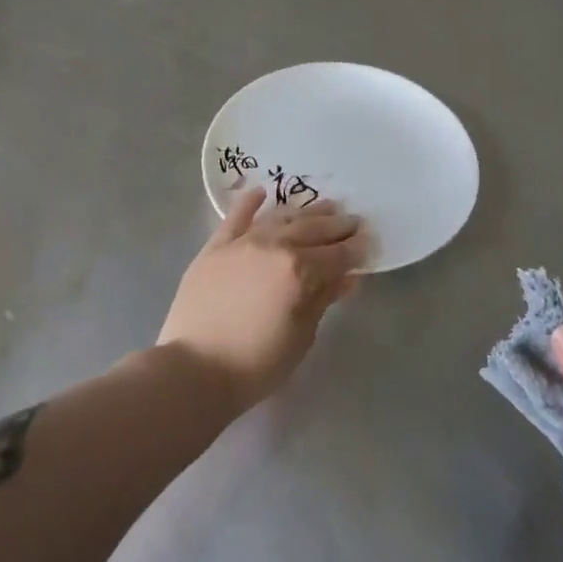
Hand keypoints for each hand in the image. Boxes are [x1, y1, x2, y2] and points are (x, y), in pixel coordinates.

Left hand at [158, 187, 365, 412]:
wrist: (194, 369)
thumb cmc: (256, 364)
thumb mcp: (301, 337)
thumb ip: (323, 300)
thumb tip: (347, 279)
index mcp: (300, 271)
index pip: (338, 254)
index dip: (356, 248)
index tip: (368, 242)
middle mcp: (275, 247)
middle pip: (313, 230)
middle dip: (337, 226)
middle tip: (353, 221)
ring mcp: (243, 243)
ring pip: (281, 218)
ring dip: (305, 212)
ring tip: (324, 206)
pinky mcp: (216, 247)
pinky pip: (236, 217)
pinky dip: (249, 203)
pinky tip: (261, 192)